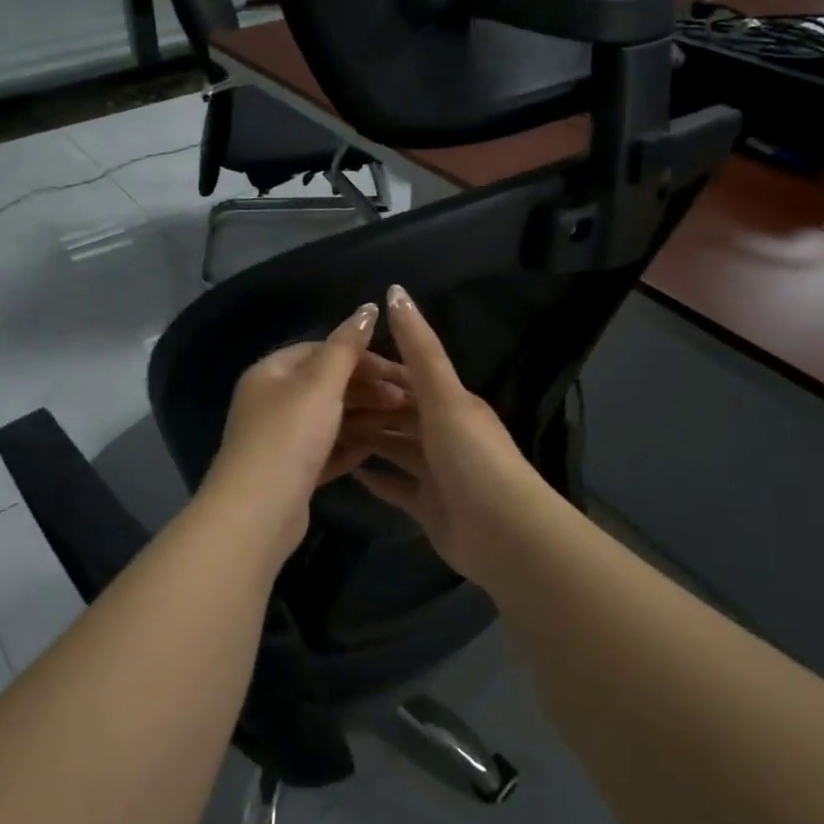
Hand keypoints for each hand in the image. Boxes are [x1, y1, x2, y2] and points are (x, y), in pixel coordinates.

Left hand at [202, 303, 409, 564]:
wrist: (257, 512)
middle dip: (368, 388)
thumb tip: (368, 307)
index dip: (361, 355)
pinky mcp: (291, 472)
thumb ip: (346, 346)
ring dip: (365, 416)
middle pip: (327, 385)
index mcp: (271, 372)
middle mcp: (272, 401)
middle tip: (407, 399)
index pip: (321, 350)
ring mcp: (280, 439)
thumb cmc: (290, 435)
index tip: (399, 368)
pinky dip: (350, 445)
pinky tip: (377, 447)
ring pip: (330, 418)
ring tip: (402, 421)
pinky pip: (326, 449)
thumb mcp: (321, 384)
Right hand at [352, 285, 540, 583]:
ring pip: (396, 447)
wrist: (503, 532)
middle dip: (366, 406)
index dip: (376, 369)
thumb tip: (395, 291)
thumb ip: (419, 348)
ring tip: (324, 432)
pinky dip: (376, 478)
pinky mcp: (429, 506)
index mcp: (452, 403)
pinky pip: (396, 486)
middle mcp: (445, 433)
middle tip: (319, 402)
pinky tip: (348, 471)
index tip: (337, 363)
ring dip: (367, 439)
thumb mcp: (443, 395)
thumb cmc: (471, 455)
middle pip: (399, 413)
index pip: (408, 377)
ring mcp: (437, 472)